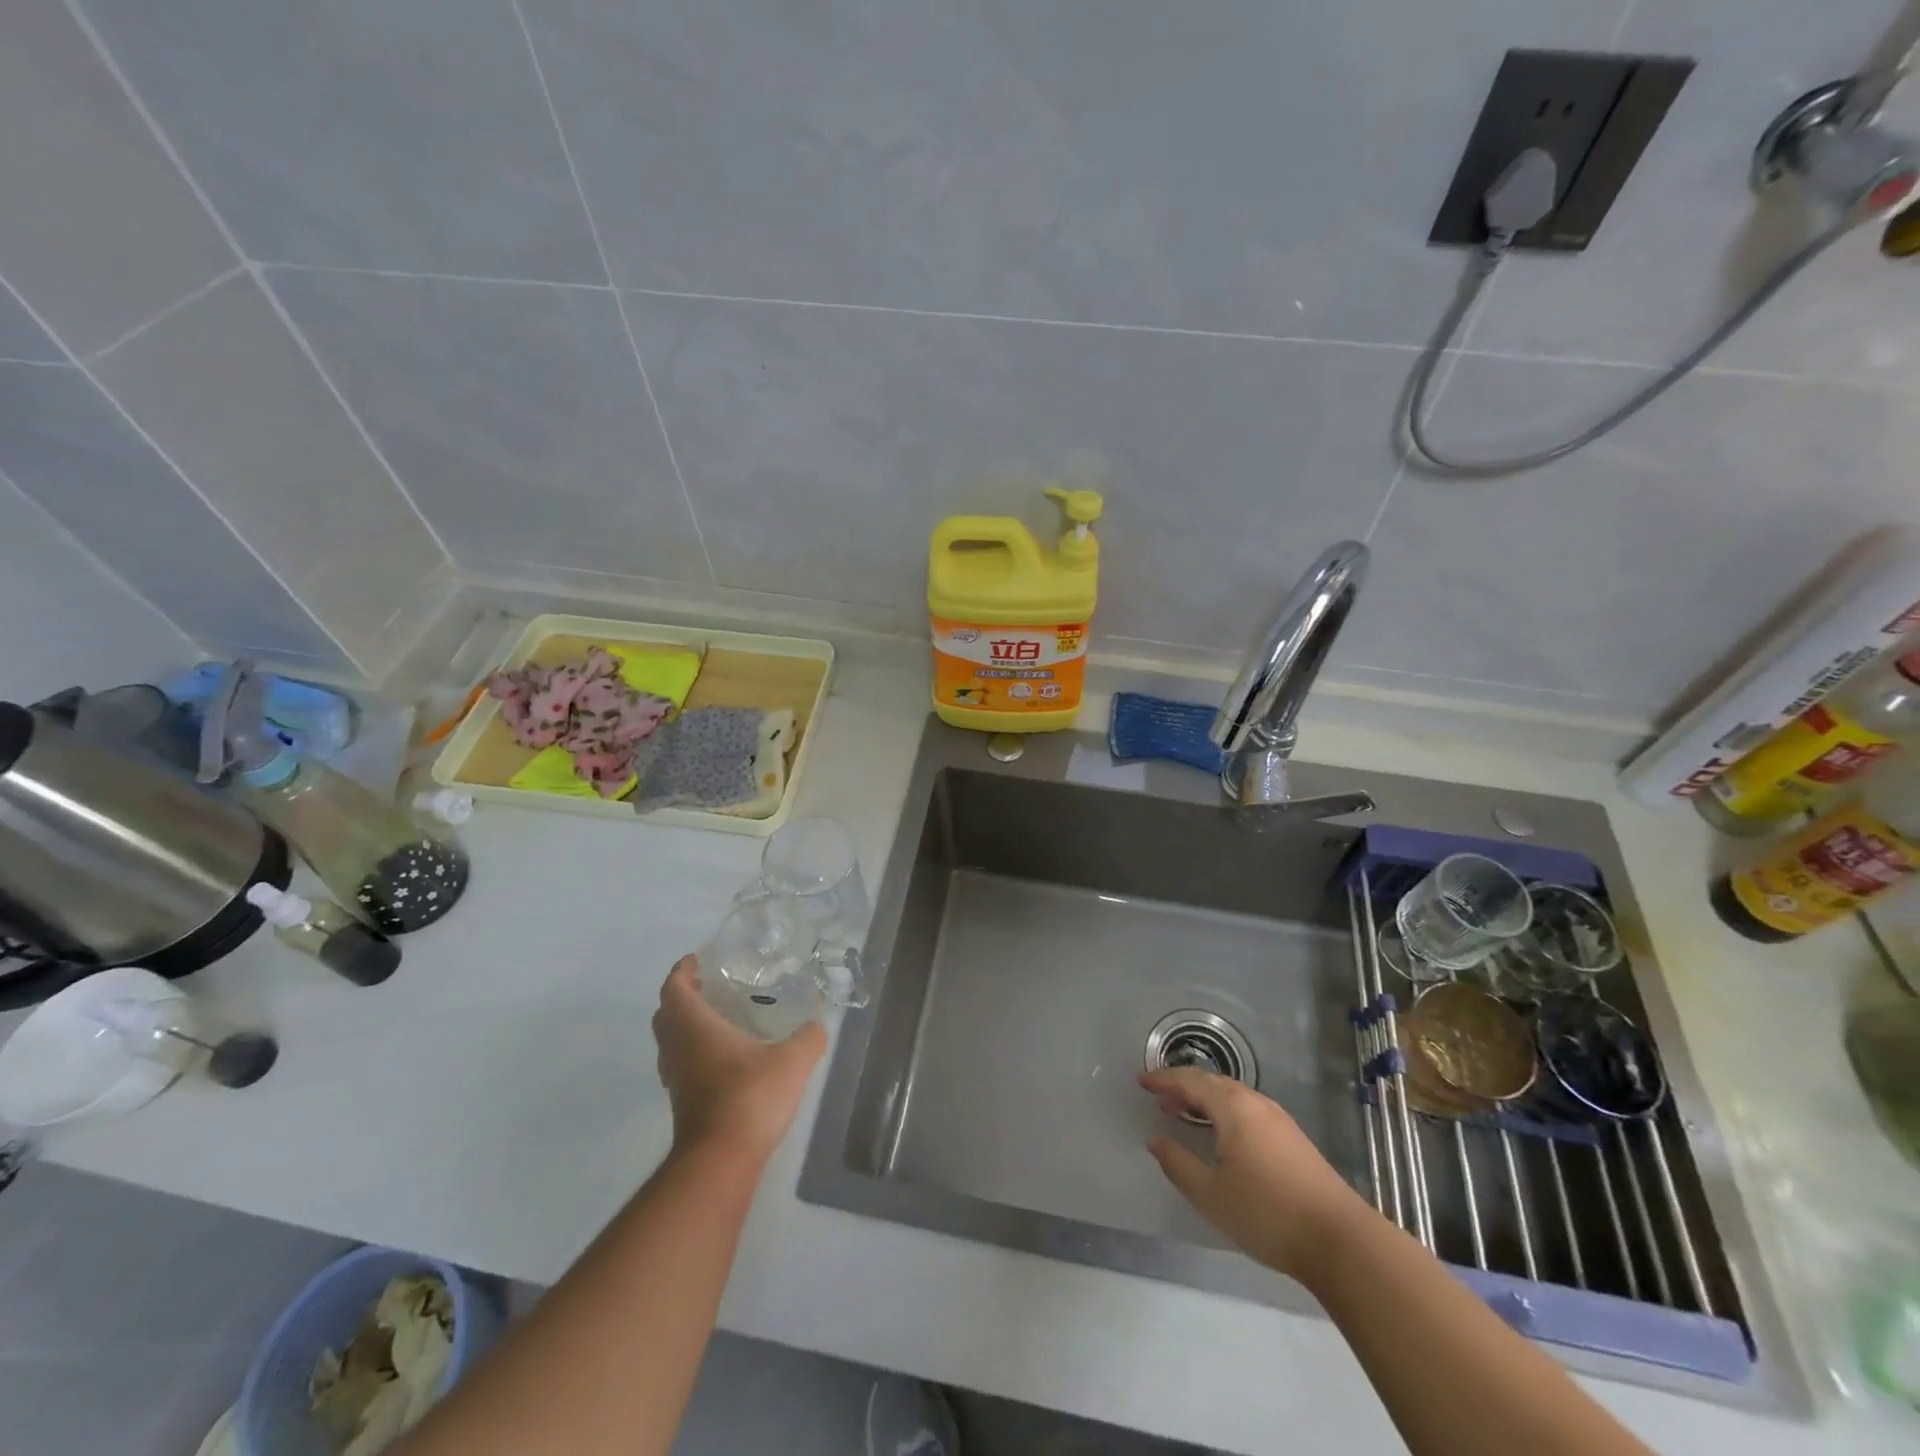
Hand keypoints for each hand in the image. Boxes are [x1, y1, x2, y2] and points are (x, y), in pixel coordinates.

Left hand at [653, 955, 826, 1165]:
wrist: (720, 1162)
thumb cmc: (749, 1098)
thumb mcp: (792, 1062)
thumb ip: (808, 1038)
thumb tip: (818, 1025)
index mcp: (694, 1027)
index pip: (674, 988)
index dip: (682, 970)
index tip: (698, 959)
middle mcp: (677, 1049)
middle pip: (666, 1013)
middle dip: (683, 995)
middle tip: (710, 985)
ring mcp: (676, 1079)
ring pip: (670, 1041)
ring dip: (685, 1024)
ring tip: (719, 1017)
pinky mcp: (682, 1102)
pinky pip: (680, 1064)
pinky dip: (693, 1050)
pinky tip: (724, 1057)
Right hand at [1140, 1068, 1367, 1281]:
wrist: (1341, 1241)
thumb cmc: (1268, 1213)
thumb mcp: (1211, 1194)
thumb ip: (1179, 1164)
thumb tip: (1156, 1140)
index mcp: (1233, 1107)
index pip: (1190, 1081)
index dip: (1163, 1079)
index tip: (1141, 1082)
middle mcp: (1256, 1103)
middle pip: (1213, 1083)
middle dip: (1183, 1087)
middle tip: (1160, 1099)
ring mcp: (1279, 1120)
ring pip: (1233, 1096)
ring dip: (1205, 1100)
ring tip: (1185, 1114)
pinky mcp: (1294, 1140)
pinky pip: (1248, 1110)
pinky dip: (1225, 1112)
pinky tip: (1222, 1136)